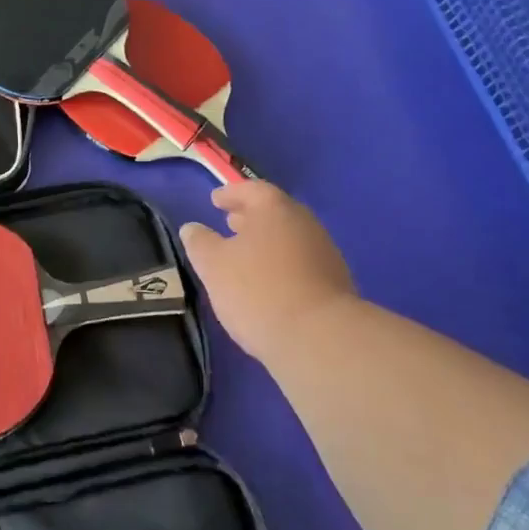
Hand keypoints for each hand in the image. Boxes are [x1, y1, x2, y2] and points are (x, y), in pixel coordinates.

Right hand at [179, 181, 356, 364]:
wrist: (320, 340)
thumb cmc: (259, 291)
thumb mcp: (214, 266)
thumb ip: (200, 243)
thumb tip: (192, 228)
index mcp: (275, 209)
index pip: (252, 190)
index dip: (231, 194)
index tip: (216, 200)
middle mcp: (304, 223)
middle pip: (274, 212)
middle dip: (250, 217)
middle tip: (229, 224)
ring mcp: (325, 253)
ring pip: (289, 239)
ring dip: (267, 243)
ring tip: (246, 257)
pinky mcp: (336, 285)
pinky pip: (302, 264)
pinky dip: (282, 266)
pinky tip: (269, 285)